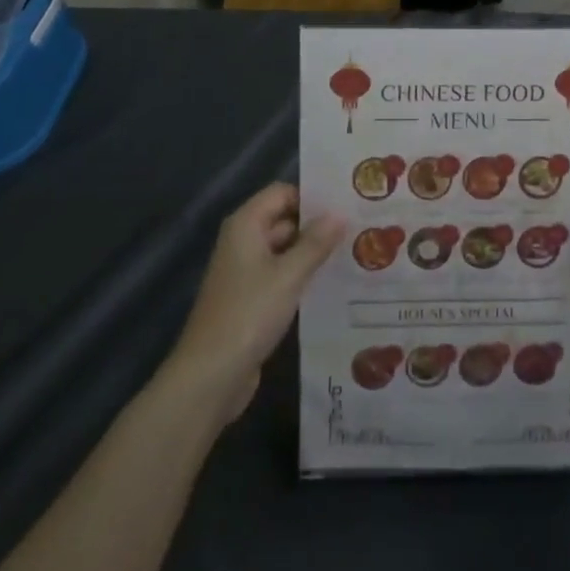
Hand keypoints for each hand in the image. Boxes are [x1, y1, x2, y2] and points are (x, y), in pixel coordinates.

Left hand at [165, 181, 343, 423]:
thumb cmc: (248, 314)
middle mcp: (243, 242)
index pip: (282, 193)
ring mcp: (246, 272)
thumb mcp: (289, 275)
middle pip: (285, 220)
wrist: (210, 377)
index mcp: (245, 225)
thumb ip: (316, 243)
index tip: (347, 203)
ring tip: (356, 252)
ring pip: (285, 250)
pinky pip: (281, 276)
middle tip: (359, 228)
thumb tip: (340, 213)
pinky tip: (333, 283)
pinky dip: (303, 276)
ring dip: (313, 252)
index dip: (312, 196)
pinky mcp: (251, 300)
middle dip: (318, 225)